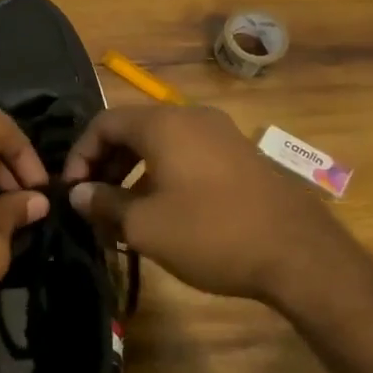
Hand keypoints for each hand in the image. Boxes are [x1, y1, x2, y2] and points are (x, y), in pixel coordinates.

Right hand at [63, 104, 372, 322]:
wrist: (300, 255)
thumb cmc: (211, 234)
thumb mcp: (145, 226)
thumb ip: (104, 204)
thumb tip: (78, 194)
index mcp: (164, 124)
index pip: (104, 123)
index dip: (79, 155)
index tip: (72, 191)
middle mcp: (192, 117)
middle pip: (132, 130)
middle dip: (105, 164)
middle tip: (93, 203)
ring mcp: (222, 134)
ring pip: (161, 143)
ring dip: (133, 173)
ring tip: (123, 213)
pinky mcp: (241, 156)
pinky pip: (188, 154)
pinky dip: (163, 175)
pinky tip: (163, 212)